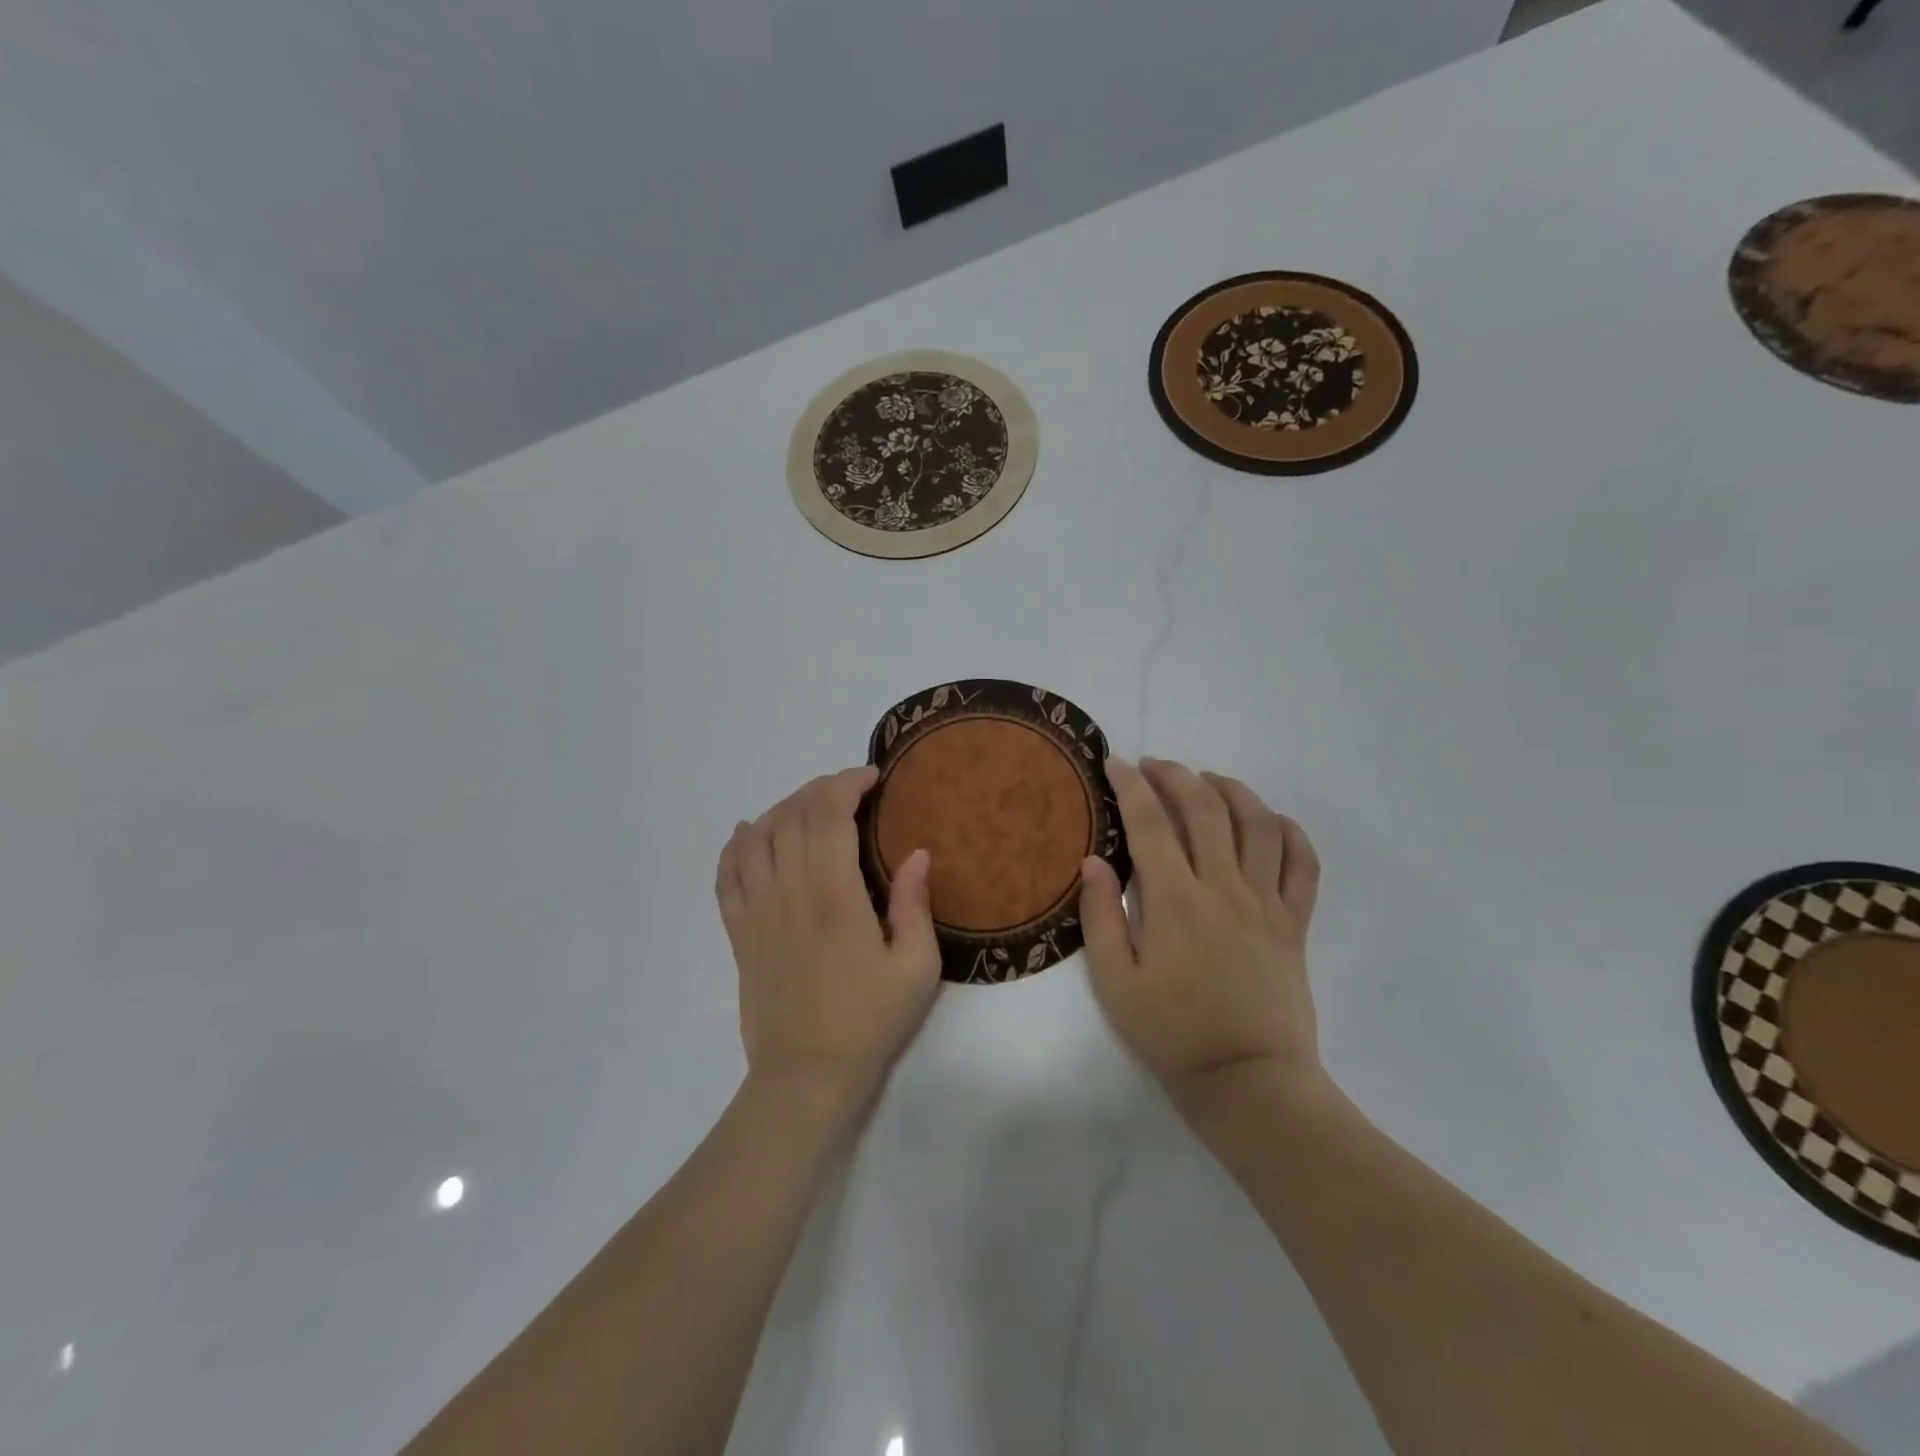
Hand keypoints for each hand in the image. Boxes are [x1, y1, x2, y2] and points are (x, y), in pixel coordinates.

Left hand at [716, 767, 941, 1108]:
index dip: (847, 784)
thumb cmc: (868, 1021)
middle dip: (820, 789)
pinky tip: (748, 832)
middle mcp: (789, 892)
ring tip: (809, 808)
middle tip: (850, 791)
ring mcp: (757, 911)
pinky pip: (726, 874)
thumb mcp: (916, 968)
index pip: (829, 815)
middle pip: (792, 816)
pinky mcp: (739, 932)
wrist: (806, 1075)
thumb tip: (918, 853)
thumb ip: (915, 904)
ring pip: (757, 836)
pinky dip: (735, 845)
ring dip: (782, 809)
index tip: (872, 778)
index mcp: (834, 895)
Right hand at [1079, 757, 1323, 1113]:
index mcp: (1175, 902)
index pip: (1150, 824)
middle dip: (1177, 775)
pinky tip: (1269, 822)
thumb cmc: (1173, 1034)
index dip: (1131, 785)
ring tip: (1208, 781)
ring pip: (1258, 824)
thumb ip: (1100, 917)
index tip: (1115, 764)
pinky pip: (1303, 864)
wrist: (1249, 1082)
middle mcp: (1224, 888)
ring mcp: (1266, 903)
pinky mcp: (1295, 922)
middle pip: (1206, 809)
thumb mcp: (1115, 984)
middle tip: (1154, 766)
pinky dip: (1289, 832)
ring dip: (1232, 790)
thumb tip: (1093, 861)